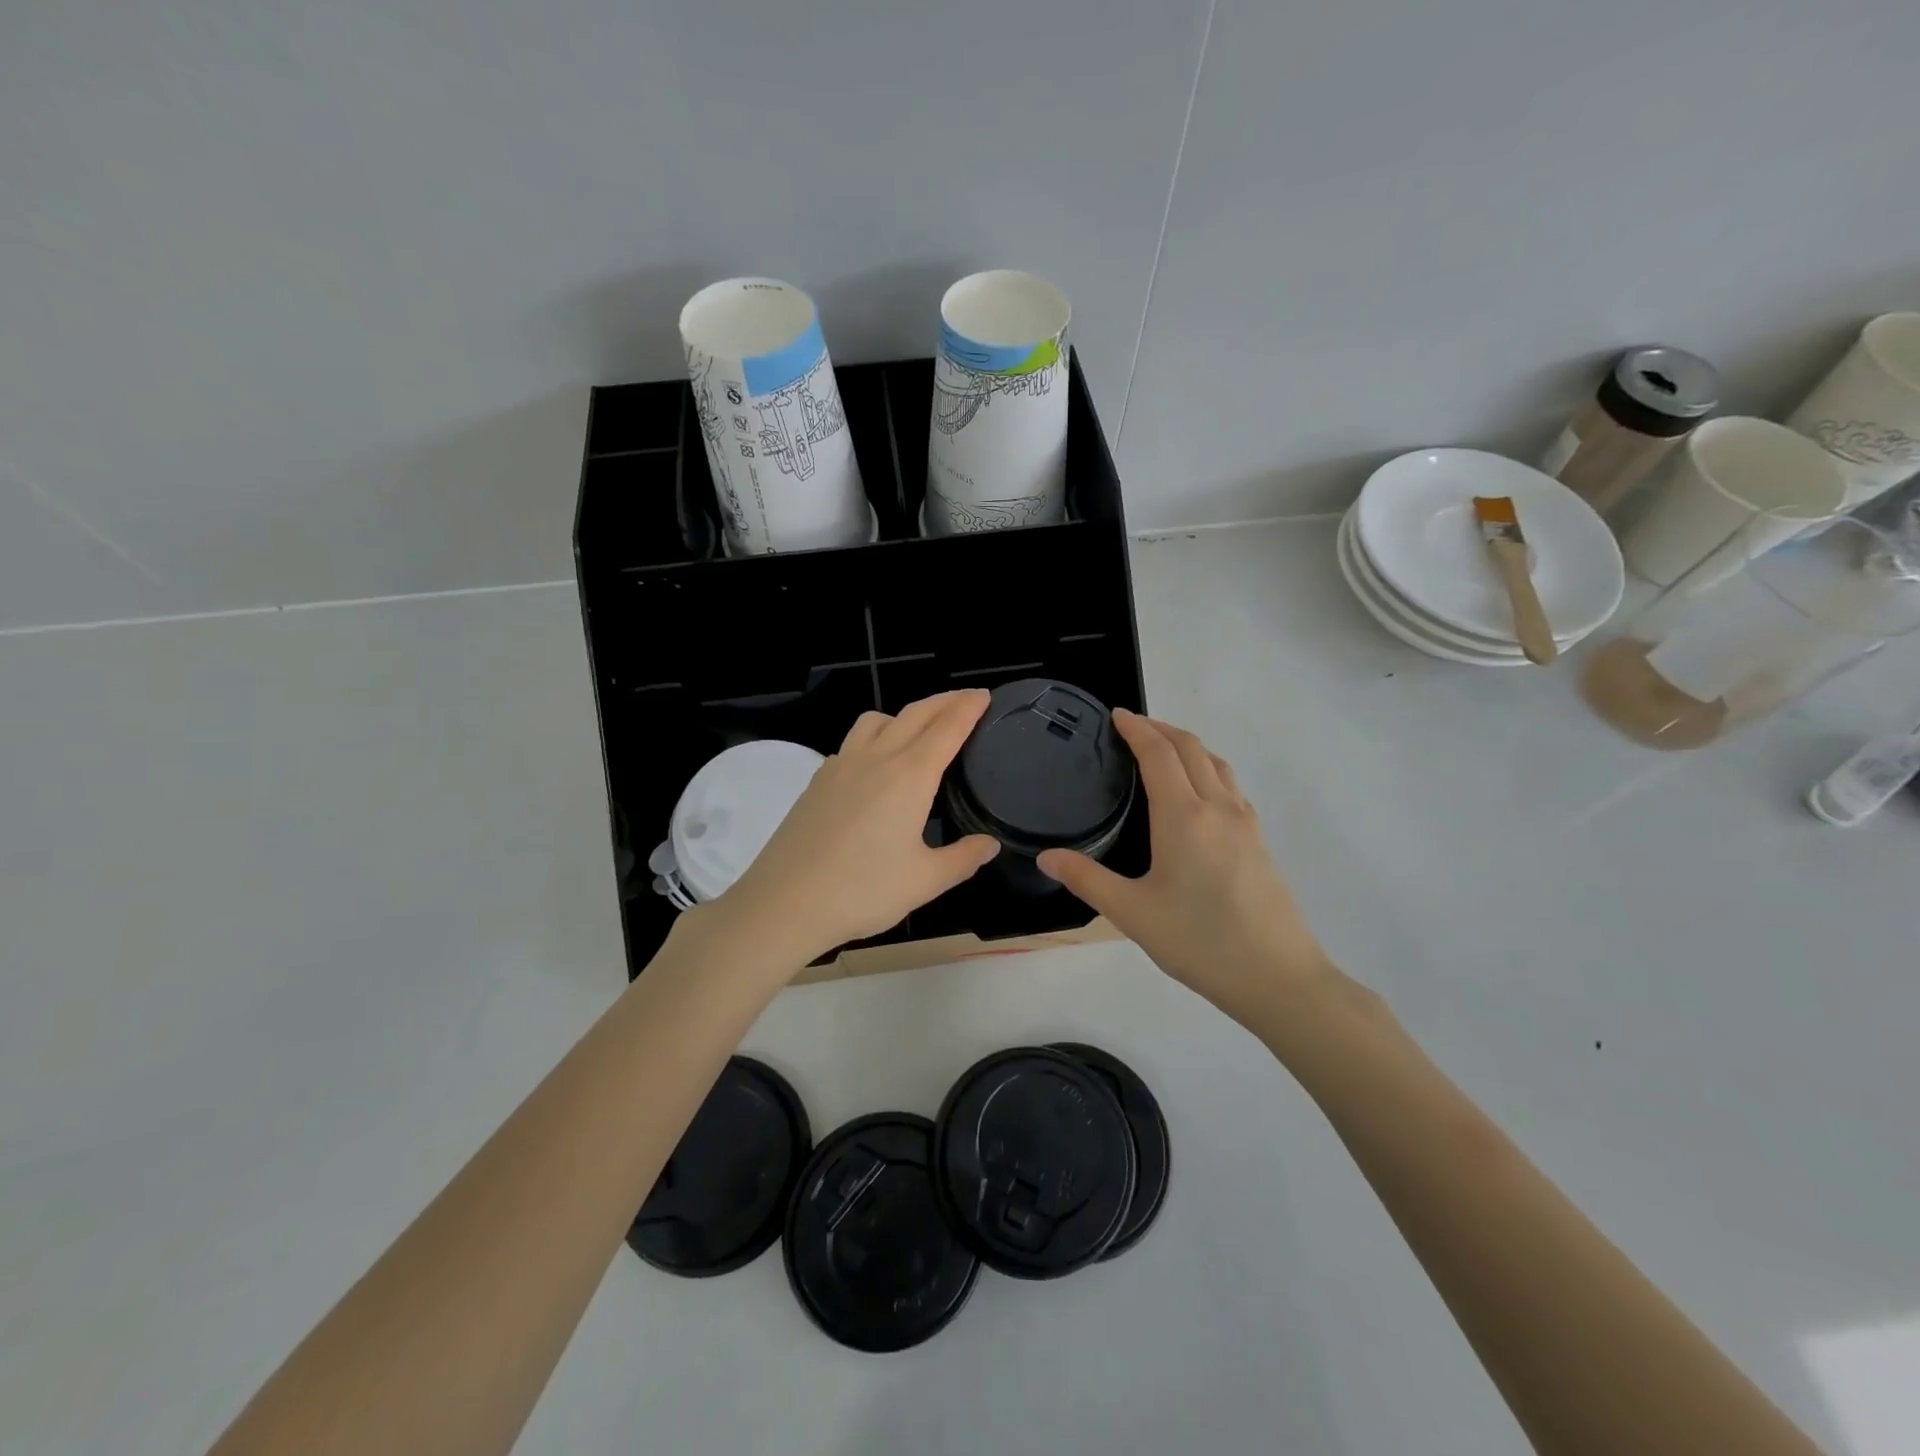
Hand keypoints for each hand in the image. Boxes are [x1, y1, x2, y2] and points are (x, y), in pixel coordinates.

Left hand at [697, 690, 999, 967]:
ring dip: (905, 714)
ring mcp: (841, 765)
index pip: (947, 728)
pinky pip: (853, 741)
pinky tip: (877, 765)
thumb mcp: (925, 881)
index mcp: (909, 776)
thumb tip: (989, 843)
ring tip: (920, 730)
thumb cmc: (862, 891)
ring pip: (878, 720)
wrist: (784, 902)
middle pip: (915, 713)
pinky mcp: (818, 779)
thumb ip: (963, 858)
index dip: (969, 708)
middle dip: (944, 701)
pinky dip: (876, 736)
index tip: (985, 696)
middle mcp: (876, 758)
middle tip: (966, 700)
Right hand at [1038, 711, 1335, 1032]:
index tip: (1116, 715)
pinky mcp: (1259, 841)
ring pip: (1217, 764)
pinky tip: (1199, 794)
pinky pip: (1231, 786)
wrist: (1278, 977)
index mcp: (1184, 816)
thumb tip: (1046, 857)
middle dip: (1161, 729)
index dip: (1137, 729)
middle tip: (1132, 727)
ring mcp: (1245, 823)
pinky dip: (1208, 769)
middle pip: (1191, 748)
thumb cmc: (1200, 942)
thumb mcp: (1132, 914)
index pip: (1159, 754)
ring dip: (1188, 746)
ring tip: (1163, 751)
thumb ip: (1087, 879)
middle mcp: (1218, 808)